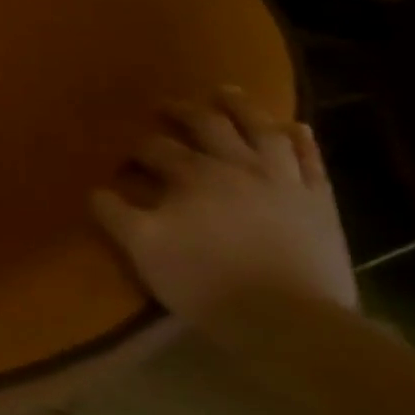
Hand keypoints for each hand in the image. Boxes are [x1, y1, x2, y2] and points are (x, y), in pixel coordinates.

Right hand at [91, 86, 356, 334]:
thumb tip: (95, 190)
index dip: (137, 148)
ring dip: (242, 108)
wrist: (290, 321)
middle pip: (208, 125)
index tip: (124, 157)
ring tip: (227, 93)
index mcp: (193, 175)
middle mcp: (237, 166)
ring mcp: (283, 182)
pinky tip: (295, 128)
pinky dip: (302, 141)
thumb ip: (114, 214)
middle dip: (183, 111)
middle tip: (168, 104)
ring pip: (262, 131)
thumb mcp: (143, 248)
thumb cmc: (206, 281)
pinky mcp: (319, 203)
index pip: (156, 148)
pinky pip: (312, 162)